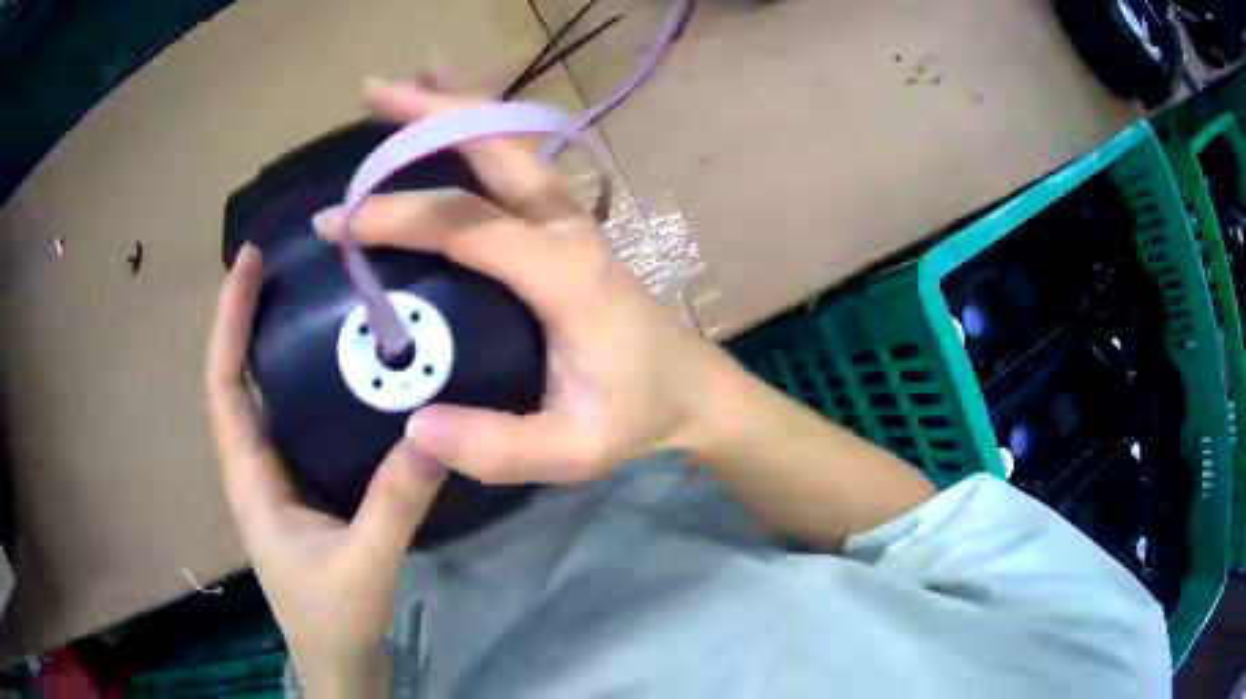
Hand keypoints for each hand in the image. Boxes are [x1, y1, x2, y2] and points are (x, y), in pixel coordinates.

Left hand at [206, 244, 444, 695]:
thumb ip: (395, 504)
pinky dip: (299, 379)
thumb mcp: (365, 563)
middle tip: (283, 262)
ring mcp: (274, 475)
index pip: (224, 383)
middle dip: (246, 316)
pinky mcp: (298, 485)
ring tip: (306, 292)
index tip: (248, 262)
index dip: (229, 320)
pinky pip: (290, 418)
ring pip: (261, 396)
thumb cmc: (333, 617)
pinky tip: (335, 363)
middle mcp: (252, 465)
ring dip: (270, 341)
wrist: (336, 658)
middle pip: (235, 377)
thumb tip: (433, 432)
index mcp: (249, 476)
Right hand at [312, 79, 741, 484]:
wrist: (692, 389)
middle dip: (430, 114)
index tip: (336, 222)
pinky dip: (479, 131)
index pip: (467, 224)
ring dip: (454, 109)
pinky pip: (517, 162)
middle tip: (373, 93)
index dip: (398, 215)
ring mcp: (572, 219)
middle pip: (496, 147)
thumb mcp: (574, 452)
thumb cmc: (636, 415)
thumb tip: (415, 428)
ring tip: (402, 88)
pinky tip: (452, 118)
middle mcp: (568, 228)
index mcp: (566, 276)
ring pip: (508, 142)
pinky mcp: (568, 225)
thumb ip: (498, 448)